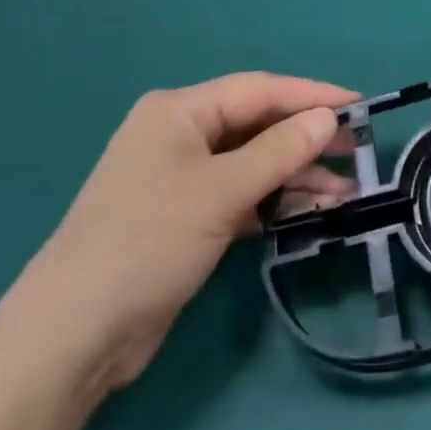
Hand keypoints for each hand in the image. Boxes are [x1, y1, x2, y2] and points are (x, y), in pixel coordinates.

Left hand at [0, 74, 356, 388]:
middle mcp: (180, 136)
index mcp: (178, 112)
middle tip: (356, 151)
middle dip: (306, 138)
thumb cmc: (147, 242)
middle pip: (257, 126)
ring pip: (253, 163)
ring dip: (296, 175)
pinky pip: (241, 196)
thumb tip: (328, 118)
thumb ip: (279, 151)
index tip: (358, 105)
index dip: (310, 95)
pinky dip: (274, 201)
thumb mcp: (220, 192)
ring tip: (345, 191)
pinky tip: (311, 211)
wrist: (71, 339)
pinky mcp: (185, 219)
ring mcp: (181, 179)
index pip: (258, 90)